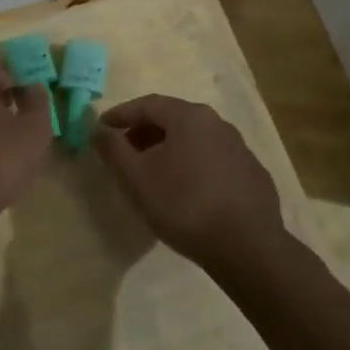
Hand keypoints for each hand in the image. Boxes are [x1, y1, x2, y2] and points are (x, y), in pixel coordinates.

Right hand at [92, 94, 286, 268]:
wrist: (247, 246)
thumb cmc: (183, 204)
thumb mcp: (136, 178)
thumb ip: (113, 149)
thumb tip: (98, 130)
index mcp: (189, 117)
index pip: (148, 104)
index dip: (121, 114)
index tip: (101, 128)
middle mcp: (218, 123)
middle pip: (173, 119)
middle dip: (144, 132)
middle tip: (124, 152)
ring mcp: (239, 148)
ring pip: (194, 140)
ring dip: (169, 149)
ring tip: (152, 173)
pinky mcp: (252, 174)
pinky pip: (212, 160)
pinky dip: (192, 166)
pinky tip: (186, 191)